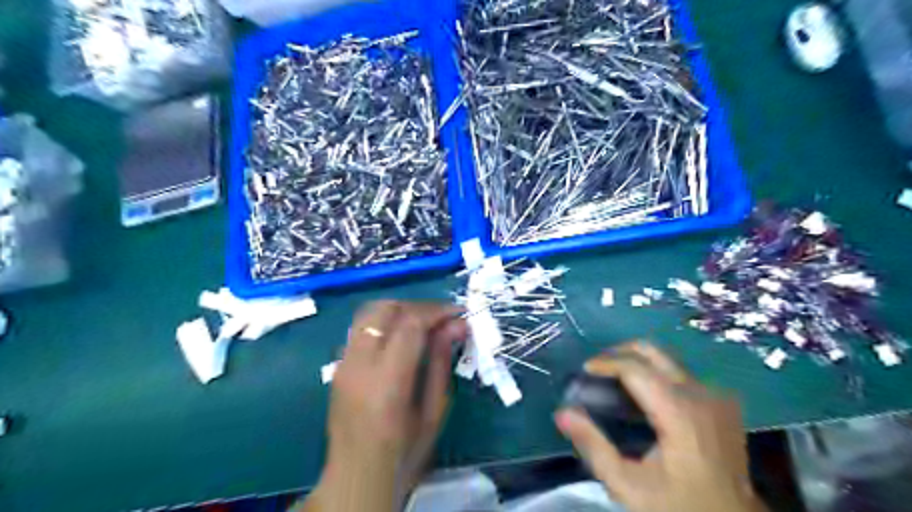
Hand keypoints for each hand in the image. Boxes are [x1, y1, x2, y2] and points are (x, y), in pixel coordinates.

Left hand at [303, 301, 465, 511]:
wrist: (356, 477)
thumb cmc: (403, 452)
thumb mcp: (434, 412)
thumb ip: (442, 363)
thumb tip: (456, 325)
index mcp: (386, 381)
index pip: (410, 324)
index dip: (437, 311)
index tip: (459, 313)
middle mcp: (358, 364)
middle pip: (386, 309)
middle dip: (418, 306)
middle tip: (442, 318)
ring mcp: (343, 362)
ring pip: (369, 312)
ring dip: (400, 310)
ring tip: (424, 323)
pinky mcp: (337, 365)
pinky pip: (362, 328)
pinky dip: (384, 321)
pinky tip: (401, 337)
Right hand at [552, 342, 763, 511]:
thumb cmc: (678, 505)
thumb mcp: (627, 485)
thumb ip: (592, 445)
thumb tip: (562, 412)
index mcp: (679, 412)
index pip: (635, 367)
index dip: (605, 362)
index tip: (584, 371)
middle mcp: (700, 393)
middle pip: (653, 350)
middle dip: (619, 352)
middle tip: (597, 369)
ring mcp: (715, 395)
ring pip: (667, 359)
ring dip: (637, 361)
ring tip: (614, 380)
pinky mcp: (721, 401)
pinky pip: (681, 373)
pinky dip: (656, 373)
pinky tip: (643, 396)